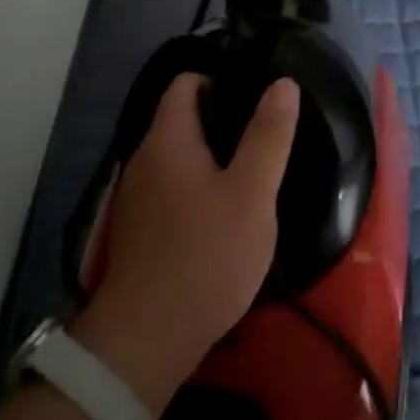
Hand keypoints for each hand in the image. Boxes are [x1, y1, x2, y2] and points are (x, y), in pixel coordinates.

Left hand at [72, 75, 298, 414]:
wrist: (146, 341)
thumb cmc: (206, 255)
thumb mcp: (251, 193)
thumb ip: (268, 135)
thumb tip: (283, 83)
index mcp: (167, 139)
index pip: (186, 82)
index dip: (222, 78)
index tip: (258, 93)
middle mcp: (143, 159)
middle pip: (183, 119)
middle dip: (224, 120)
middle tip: (266, 134)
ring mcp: (136, 197)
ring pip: (179, 157)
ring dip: (213, 157)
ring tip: (254, 172)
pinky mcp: (139, 230)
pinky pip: (172, 188)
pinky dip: (199, 187)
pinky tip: (226, 212)